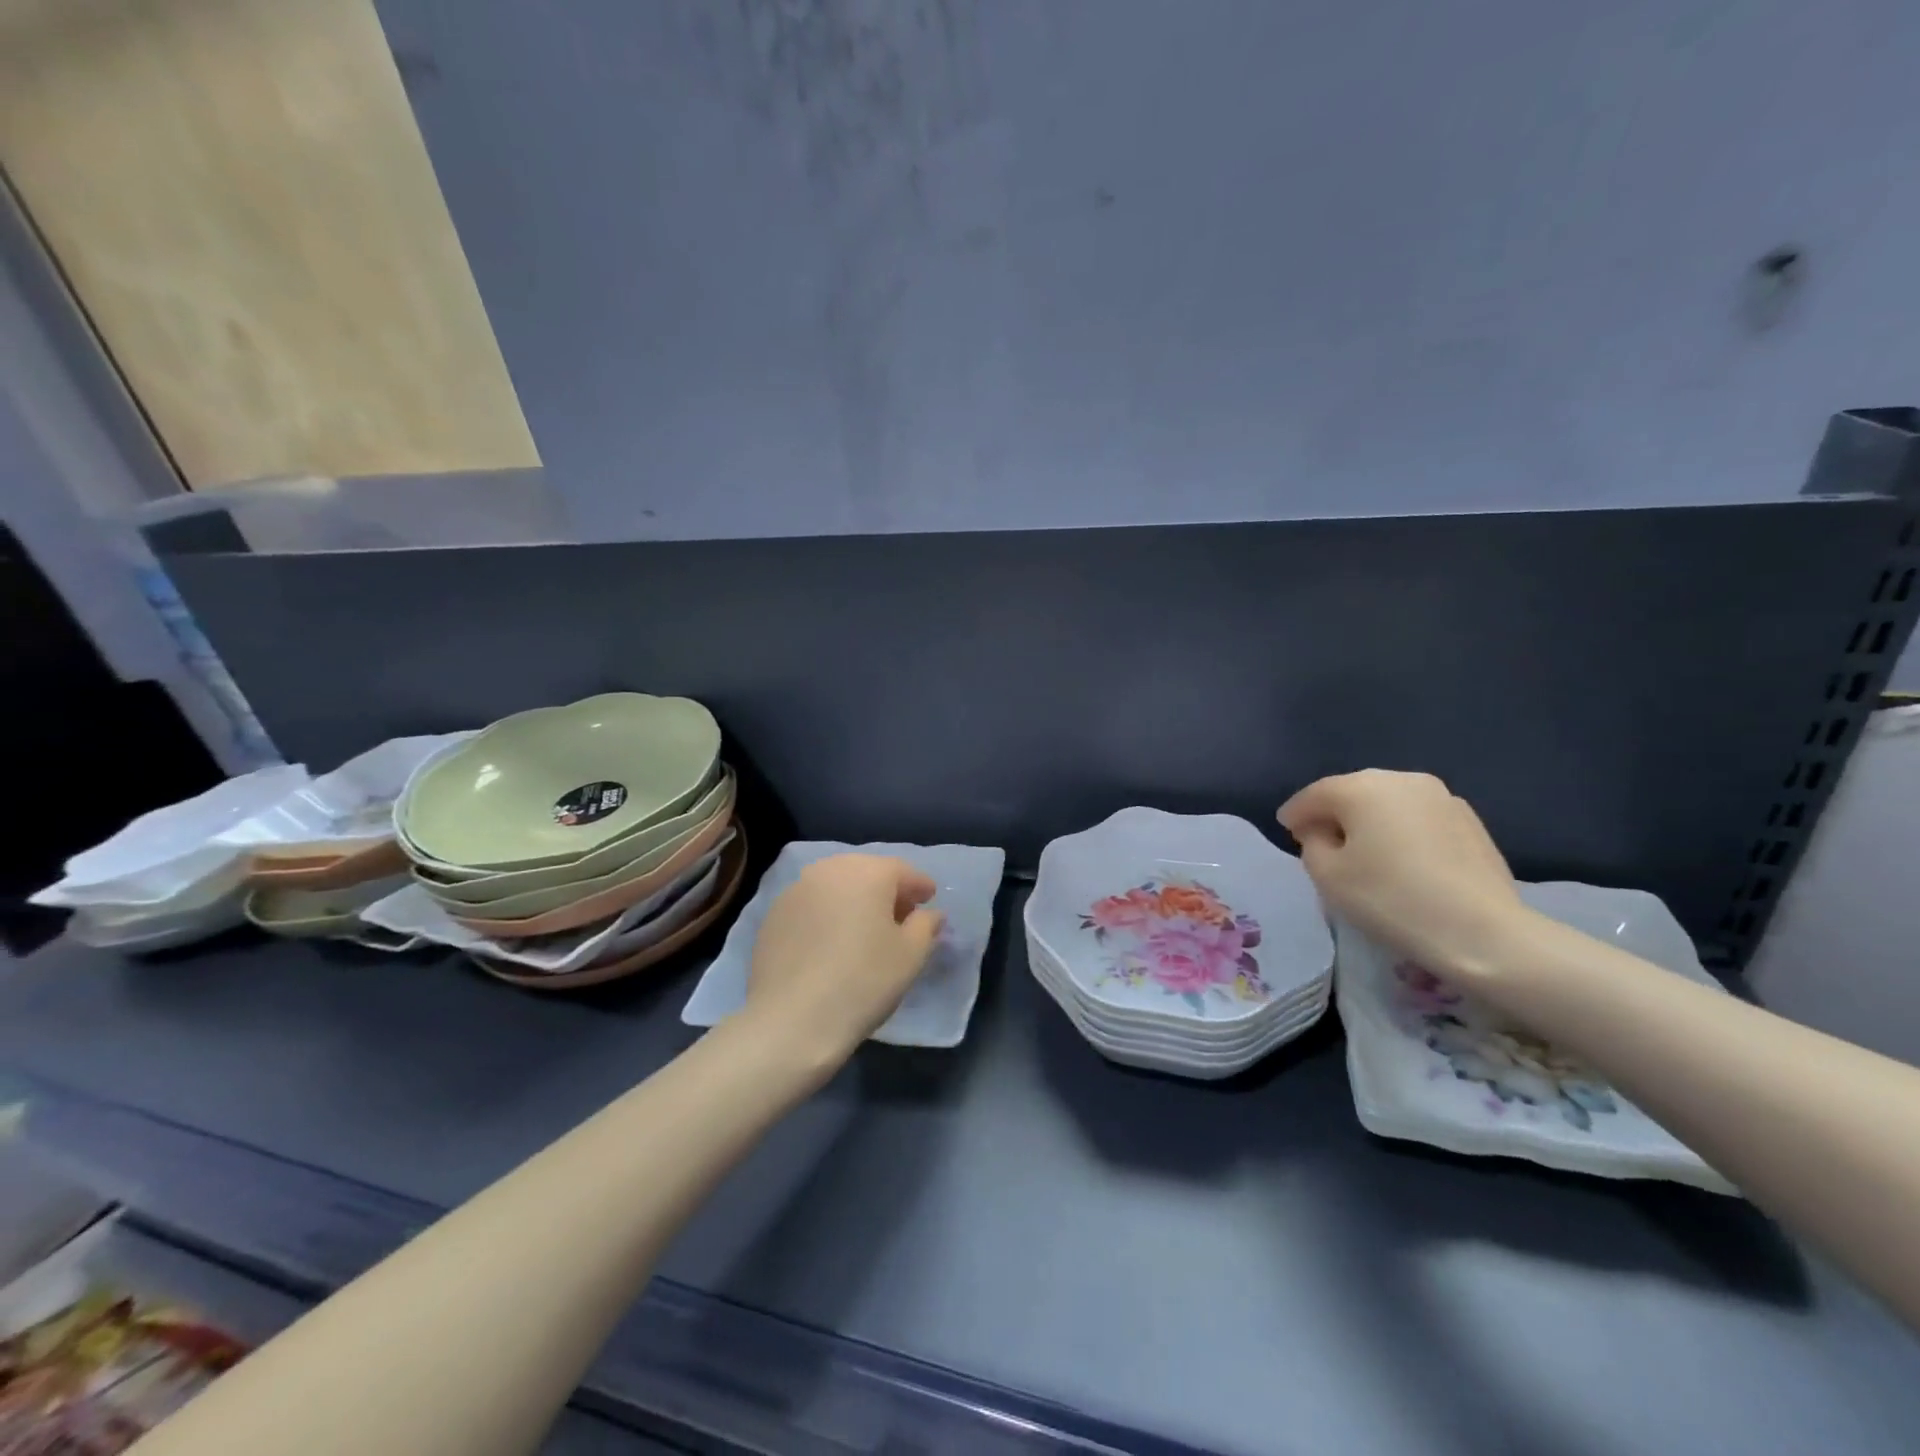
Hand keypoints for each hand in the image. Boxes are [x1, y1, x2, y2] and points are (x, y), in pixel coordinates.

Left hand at [743, 854, 945, 1063]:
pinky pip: (812, 904)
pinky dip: (828, 914)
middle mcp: (830, 870)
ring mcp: (796, 890)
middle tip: (900, 916)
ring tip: (865, 929)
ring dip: (855, 899)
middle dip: (886, 890)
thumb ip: (926, 926)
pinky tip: (832, 941)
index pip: (902, 871)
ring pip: (836, 885)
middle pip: (866, 872)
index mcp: (867, 872)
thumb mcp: (910, 956)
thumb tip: (930, 913)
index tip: (929, 900)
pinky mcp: (773, 914)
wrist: (791, 1021)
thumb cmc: (863, 982)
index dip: (919, 886)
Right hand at [1278, 770, 1533, 983]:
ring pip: (1389, 802)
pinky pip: (1417, 817)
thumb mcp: (1328, 875)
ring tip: (1361, 849)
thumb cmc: (1391, 899)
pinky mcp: (1470, 820)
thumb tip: (1322, 831)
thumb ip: (1312, 843)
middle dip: (1333, 812)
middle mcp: (1402, 779)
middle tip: (1319, 839)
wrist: (1483, 933)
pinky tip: (1400, 858)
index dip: (1295, 813)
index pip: (1315, 794)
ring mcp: (1442, 797)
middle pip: (1353, 791)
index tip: (1285, 830)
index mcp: (1362, 787)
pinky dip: (1400, 830)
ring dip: (1369, 820)